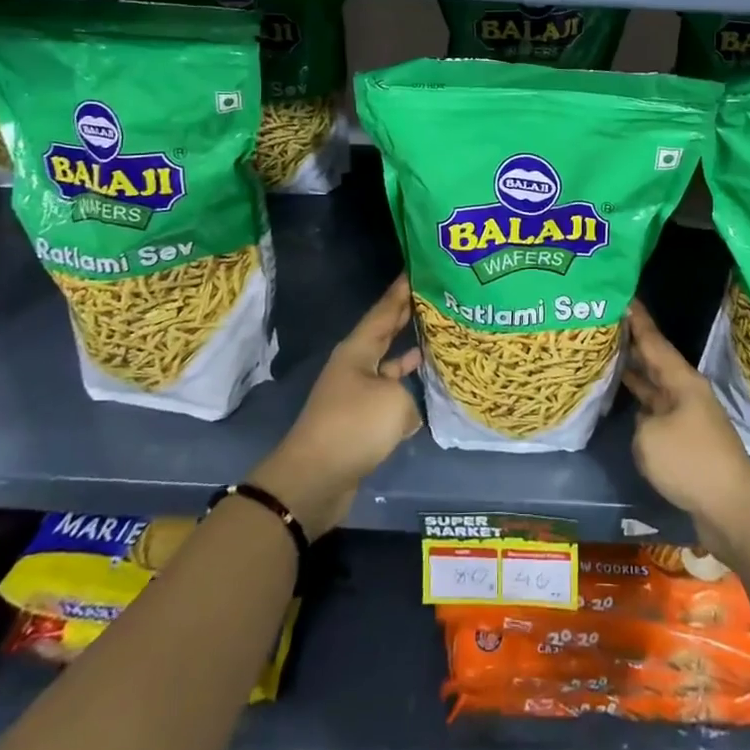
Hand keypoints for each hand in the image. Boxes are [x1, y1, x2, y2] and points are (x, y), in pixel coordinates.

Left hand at [250, 275, 423, 535]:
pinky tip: (425, 392)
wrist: (314, 480)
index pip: (384, 311)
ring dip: (408, 355)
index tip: (417, 269)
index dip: (401, 291)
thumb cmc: (354, 427)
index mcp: (358, 350)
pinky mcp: (358, 422)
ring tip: (435, 340)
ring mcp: (355, 394)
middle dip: (405, 317)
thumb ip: (409, 395)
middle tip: (433, 297)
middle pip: (384, 334)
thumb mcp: (395, 402)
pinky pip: (387, 397)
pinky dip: (405, 392)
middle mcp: (354, 366)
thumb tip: (406, 409)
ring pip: (387, 366)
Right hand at [623, 298, 749, 557]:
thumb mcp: (650, 437)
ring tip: (608, 355)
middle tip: (606, 323)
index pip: (654, 341)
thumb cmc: (691, 463)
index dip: (637, 320)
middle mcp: (686, 393)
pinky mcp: (687, 442)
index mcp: (681, 381)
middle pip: (655, 361)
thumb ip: (639, 422)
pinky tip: (624, 401)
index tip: (624, 296)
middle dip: (633, 343)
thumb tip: (645, 423)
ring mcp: (688, 417)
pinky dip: (640, 404)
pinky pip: (657, 412)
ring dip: (635, 374)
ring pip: (655, 387)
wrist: (732, 509)